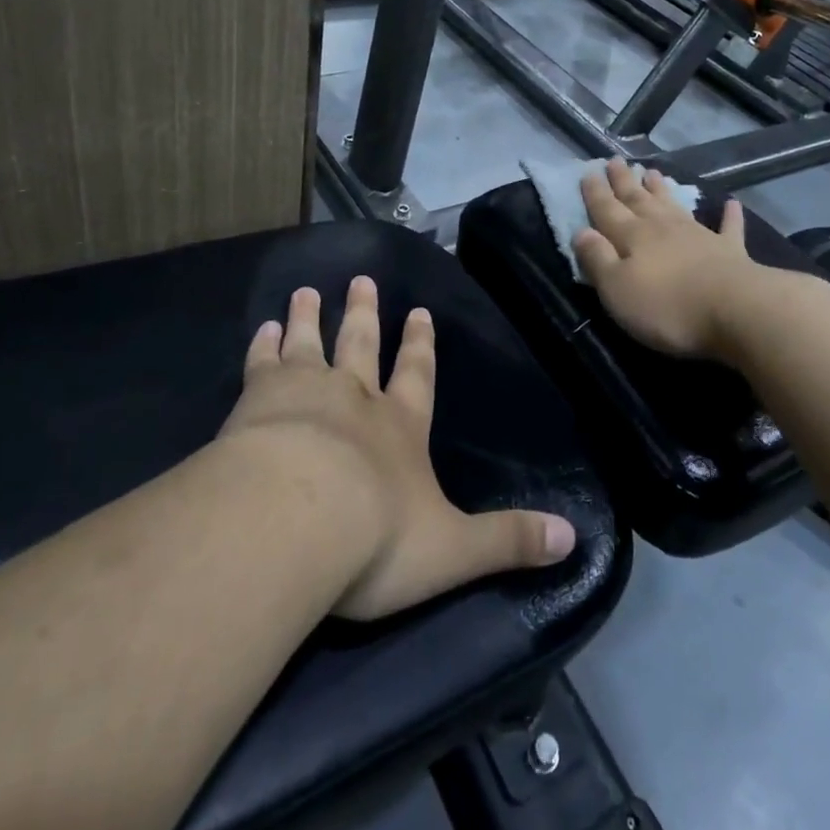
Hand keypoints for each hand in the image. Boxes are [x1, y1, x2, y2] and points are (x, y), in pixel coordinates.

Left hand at [220, 277, 576, 620]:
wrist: (293, 523)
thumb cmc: (376, 538)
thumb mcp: (453, 549)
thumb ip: (508, 541)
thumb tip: (573, 539)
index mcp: (401, 427)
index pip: (417, 376)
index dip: (421, 346)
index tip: (419, 312)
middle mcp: (355, 399)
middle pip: (361, 345)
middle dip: (364, 314)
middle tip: (362, 279)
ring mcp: (304, 393)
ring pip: (310, 344)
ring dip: (310, 318)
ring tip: (307, 291)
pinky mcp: (256, 401)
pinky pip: (262, 363)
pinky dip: (263, 345)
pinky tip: (262, 328)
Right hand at [572, 158, 763, 360]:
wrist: (736, 311)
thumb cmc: (667, 307)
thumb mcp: (617, 289)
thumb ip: (598, 259)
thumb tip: (581, 232)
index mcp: (633, 237)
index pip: (607, 210)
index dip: (596, 193)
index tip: (588, 171)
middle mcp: (663, 228)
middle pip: (638, 200)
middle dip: (624, 181)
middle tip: (615, 160)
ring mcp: (699, 236)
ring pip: (674, 206)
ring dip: (662, 190)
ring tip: (652, 172)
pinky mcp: (730, 252)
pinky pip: (728, 228)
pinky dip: (729, 215)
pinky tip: (731, 203)